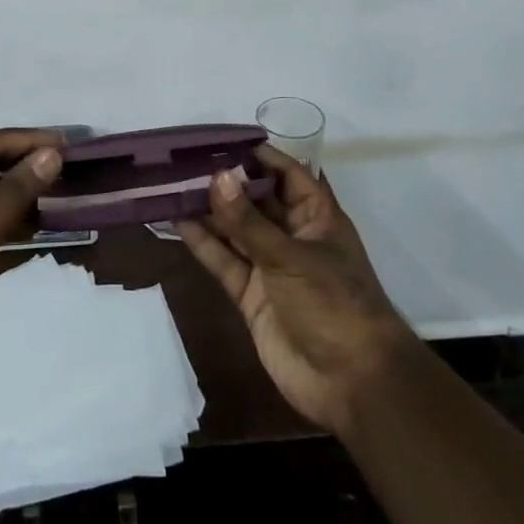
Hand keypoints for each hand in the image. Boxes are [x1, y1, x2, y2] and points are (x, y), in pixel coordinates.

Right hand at [177, 145, 419, 436]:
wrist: (350, 383)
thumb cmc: (334, 304)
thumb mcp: (290, 256)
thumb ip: (248, 221)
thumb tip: (216, 177)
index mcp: (316, 217)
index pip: (287, 173)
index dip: (258, 155)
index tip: (221, 139)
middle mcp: (293, 236)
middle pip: (256, 200)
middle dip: (225, 182)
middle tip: (185, 160)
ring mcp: (271, 266)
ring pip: (235, 229)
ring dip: (208, 210)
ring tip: (172, 184)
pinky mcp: (252, 295)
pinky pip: (224, 261)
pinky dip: (203, 243)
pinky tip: (177, 221)